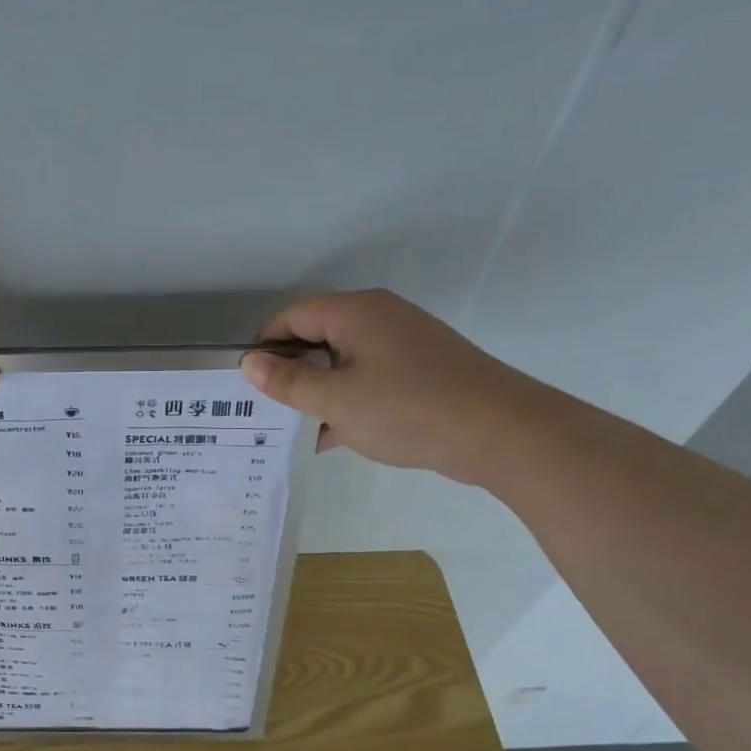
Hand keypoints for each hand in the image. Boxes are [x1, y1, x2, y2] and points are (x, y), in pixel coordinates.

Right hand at [239, 290, 550, 482]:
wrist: (503, 433)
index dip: (264, 346)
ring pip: (343, 362)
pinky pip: (369, 378)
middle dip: (290, 372)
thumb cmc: (408, 409)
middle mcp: (379, 318)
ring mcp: (404, 344)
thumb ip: (288, 382)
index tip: (247, 384)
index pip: (292, 316)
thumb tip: (249, 363)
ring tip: (294, 429)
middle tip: (266, 409)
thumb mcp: (336, 400)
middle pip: (317, 336)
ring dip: (318, 392)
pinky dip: (347, 401)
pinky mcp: (421, 371)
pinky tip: (333, 437)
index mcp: (355, 312)